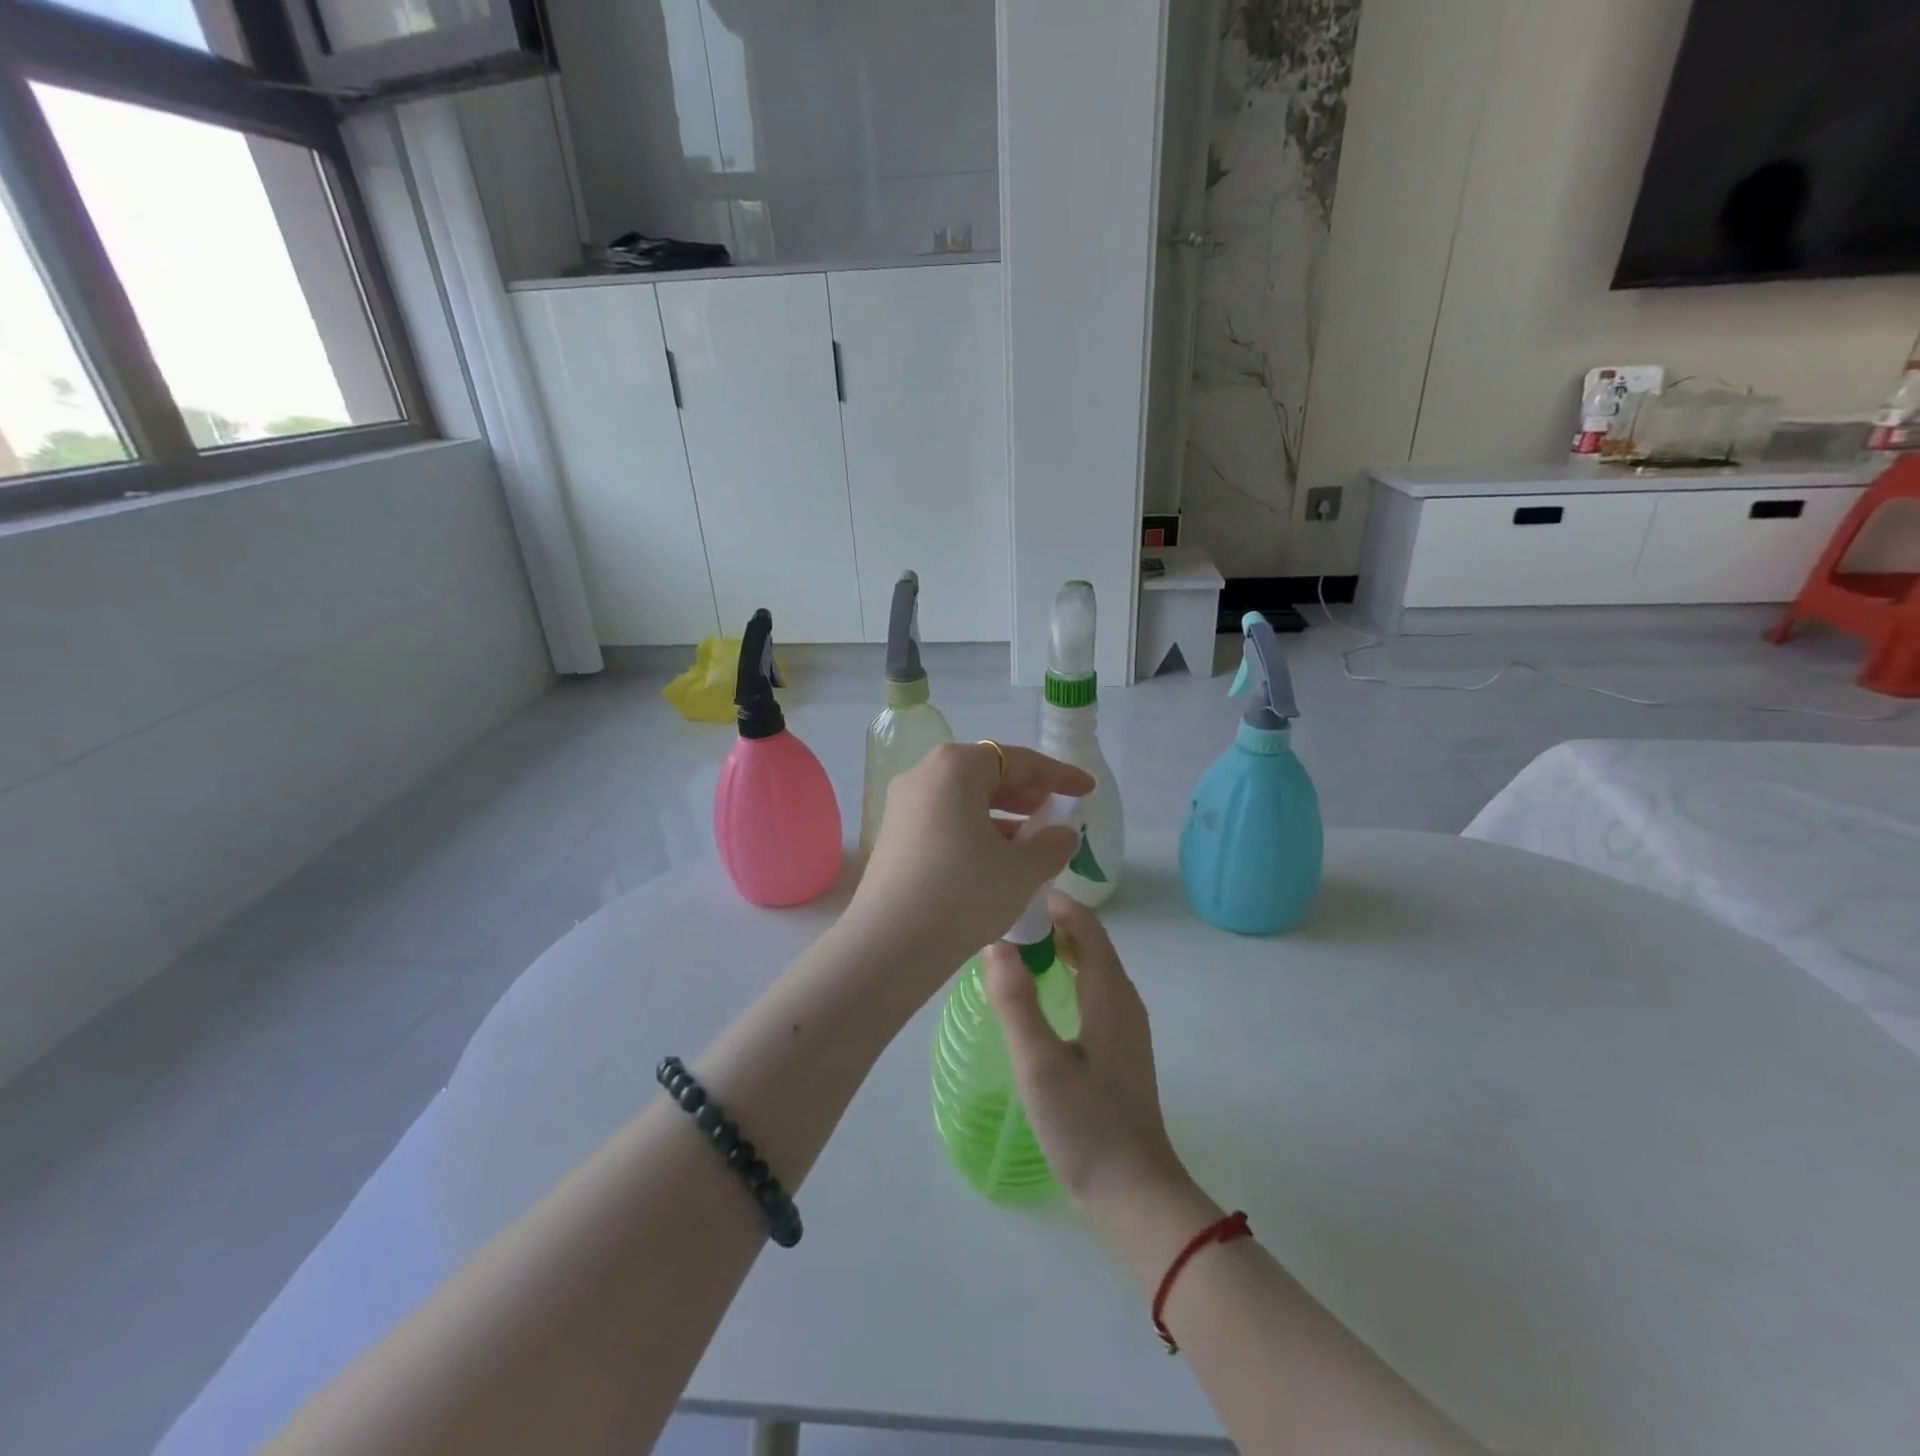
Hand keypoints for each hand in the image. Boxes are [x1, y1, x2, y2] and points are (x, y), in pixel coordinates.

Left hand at [845, 742, 1093, 985]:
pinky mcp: (894, 837)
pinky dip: (976, 831)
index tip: (1086, 789)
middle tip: (1057, 813)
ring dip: (1002, 816)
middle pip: (986, 775)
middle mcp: (923, 775)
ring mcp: (903, 806)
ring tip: (1034, 841)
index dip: (1058, 775)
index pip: (1018, 761)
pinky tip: (998, 860)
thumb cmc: (964, 893)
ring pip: (964, 800)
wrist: (891, 944)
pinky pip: (946, 821)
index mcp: (955, 767)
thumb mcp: (1021, 870)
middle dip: (1026, 793)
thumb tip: (1062, 834)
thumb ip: (1050, 845)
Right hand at [984, 894, 1189, 1211]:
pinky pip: (1094, 993)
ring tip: (1020, 947)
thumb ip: (1016, 1002)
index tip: (1018, 891)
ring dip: (1062, 949)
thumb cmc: (1086, 1125)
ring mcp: (1125, 1029)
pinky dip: (1069, 976)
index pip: (1088, 928)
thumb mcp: (1040, 1064)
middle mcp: (1124, 1002)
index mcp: (1110, 995)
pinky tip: (1044, 995)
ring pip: (1095, 969)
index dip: (1058, 904)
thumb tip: (996, 944)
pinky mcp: (1119, 1051)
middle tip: (1009, 916)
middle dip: (1056, 923)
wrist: (1134, 1194)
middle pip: (1093, 944)